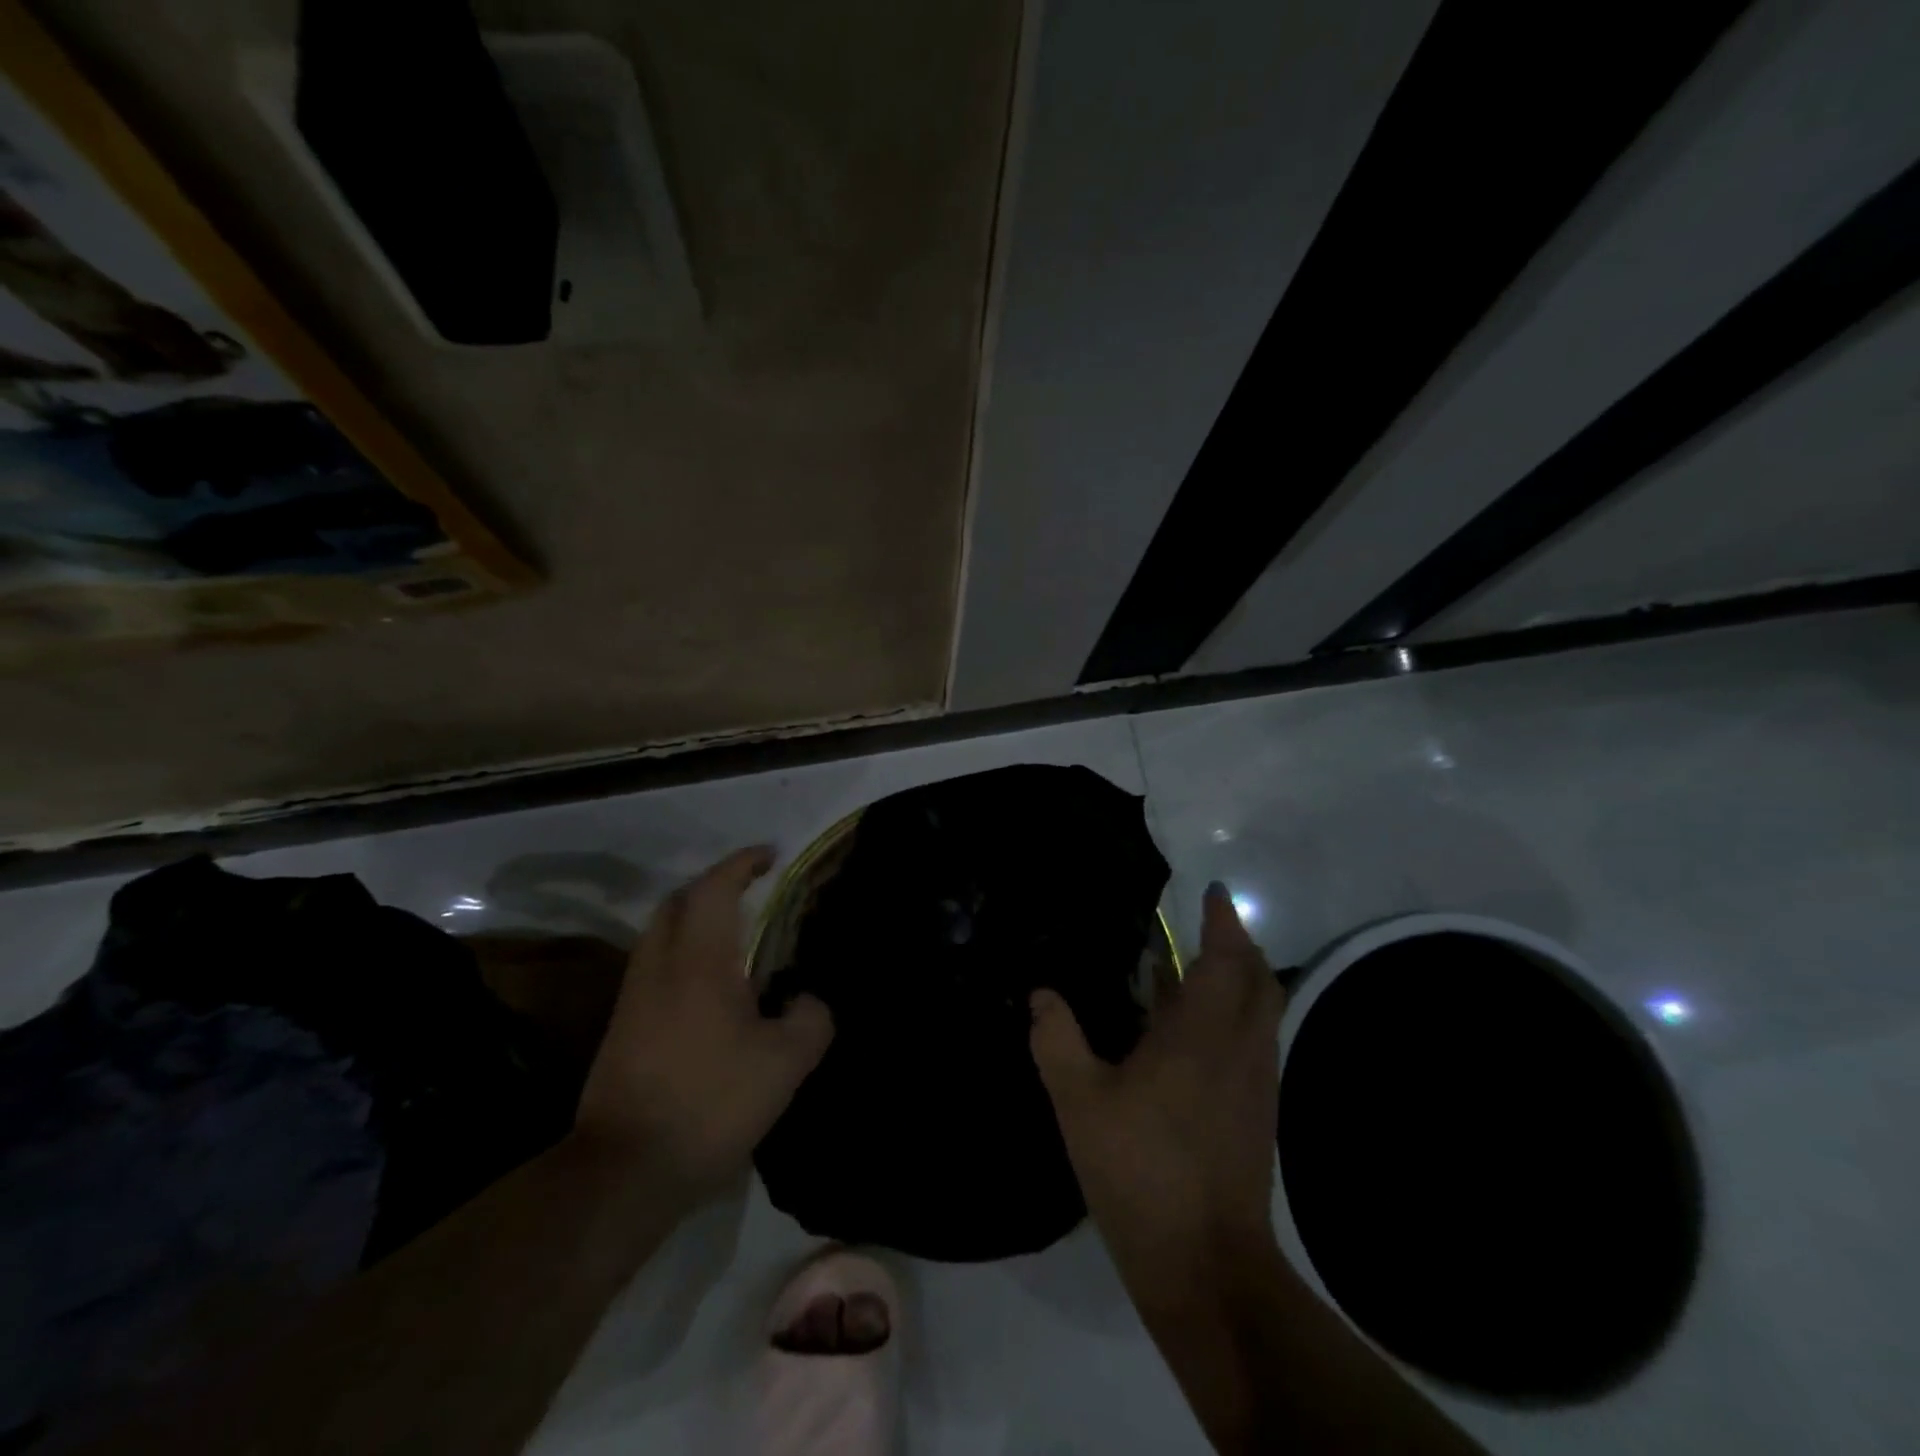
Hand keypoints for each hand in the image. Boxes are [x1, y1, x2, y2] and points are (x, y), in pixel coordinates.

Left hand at [575, 847, 833, 1198]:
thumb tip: (808, 1001)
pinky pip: (655, 966)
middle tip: (752, 892)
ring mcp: (634, 997)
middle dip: (714, 885)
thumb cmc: (710, 1103)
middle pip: (678, 901)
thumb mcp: (785, 1064)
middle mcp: (659, 966)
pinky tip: (709, 989)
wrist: (625, 1170)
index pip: (714, 888)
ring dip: (695, 919)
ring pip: (660, 934)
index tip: (771, 855)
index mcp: (699, 961)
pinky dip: (683, 954)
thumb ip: (811, 1019)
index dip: (742, 863)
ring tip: (735, 937)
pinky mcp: (622, 1028)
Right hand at [1030, 883, 1284, 1288]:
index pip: (1225, 959)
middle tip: (1205, 926)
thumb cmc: (1141, 1172)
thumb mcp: (1079, 1103)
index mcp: (1202, 1035)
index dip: (1222, 922)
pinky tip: (1190, 1034)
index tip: (1214, 892)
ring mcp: (1255, 1083)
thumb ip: (1057, 1040)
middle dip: (1238, 945)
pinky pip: (1252, 1042)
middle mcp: (1241, 1049)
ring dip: (1238, 980)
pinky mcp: (1257, 1113)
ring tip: (1192, 971)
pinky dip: (1232, 1017)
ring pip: (1261, 1012)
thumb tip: (1041, 995)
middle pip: (1259, 979)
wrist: (1207, 1267)